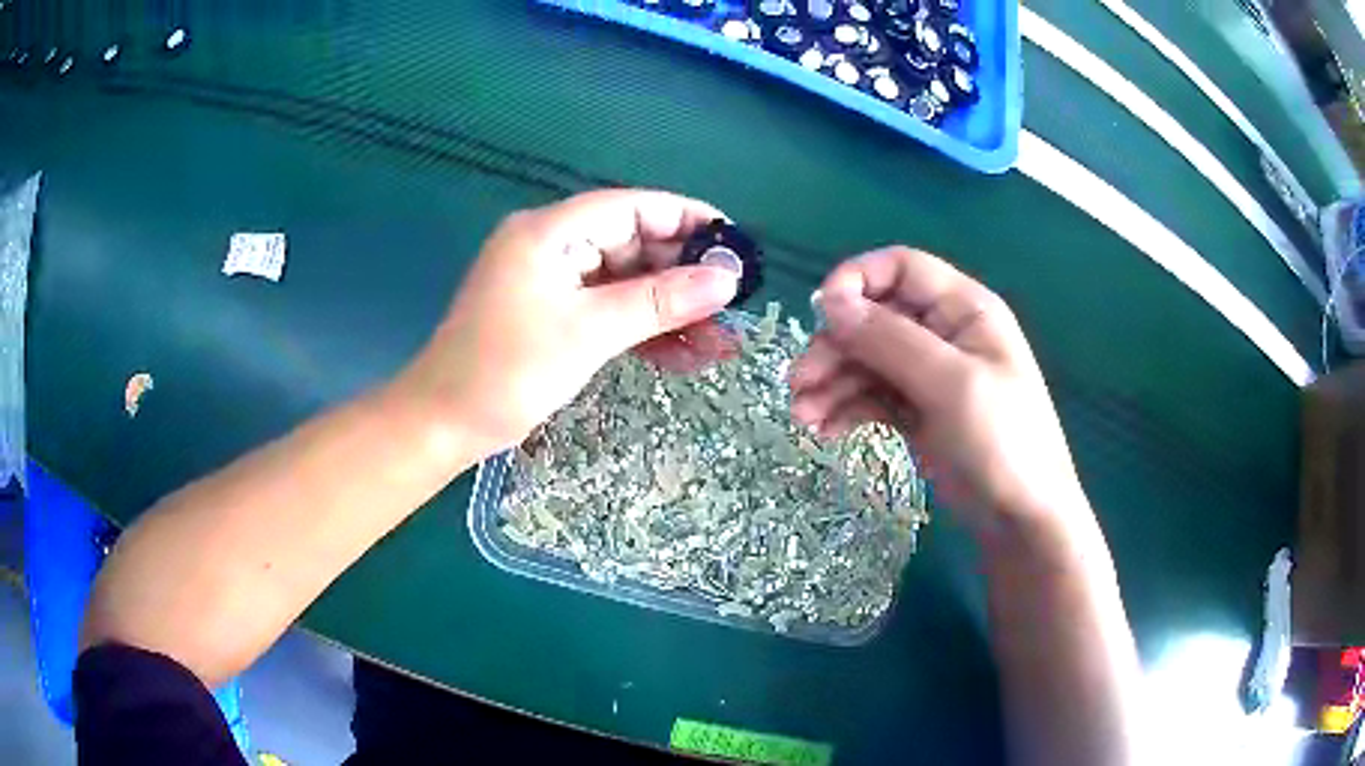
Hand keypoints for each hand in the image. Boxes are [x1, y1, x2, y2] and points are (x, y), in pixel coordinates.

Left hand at [398, 189, 740, 456]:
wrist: (443, 425)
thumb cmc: (506, 371)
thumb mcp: (589, 332)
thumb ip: (659, 301)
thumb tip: (727, 279)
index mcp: (550, 231)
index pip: (632, 207)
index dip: (687, 220)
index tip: (735, 245)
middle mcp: (552, 246)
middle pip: (633, 246)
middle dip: (684, 278)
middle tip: (734, 305)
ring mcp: (551, 283)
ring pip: (625, 285)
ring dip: (669, 312)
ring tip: (720, 343)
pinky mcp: (553, 316)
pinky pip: (607, 312)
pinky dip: (642, 331)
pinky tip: (684, 356)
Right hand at [788, 247, 1089, 535]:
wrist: (1021, 519)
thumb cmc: (1002, 441)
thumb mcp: (950, 385)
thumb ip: (890, 340)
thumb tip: (829, 303)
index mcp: (963, 309)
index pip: (900, 268)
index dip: (857, 281)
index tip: (820, 314)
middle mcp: (943, 333)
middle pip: (874, 319)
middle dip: (834, 348)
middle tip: (798, 385)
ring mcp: (928, 374)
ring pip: (866, 361)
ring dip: (831, 384)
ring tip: (803, 419)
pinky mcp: (916, 411)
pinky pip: (872, 396)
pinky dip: (846, 409)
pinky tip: (826, 432)